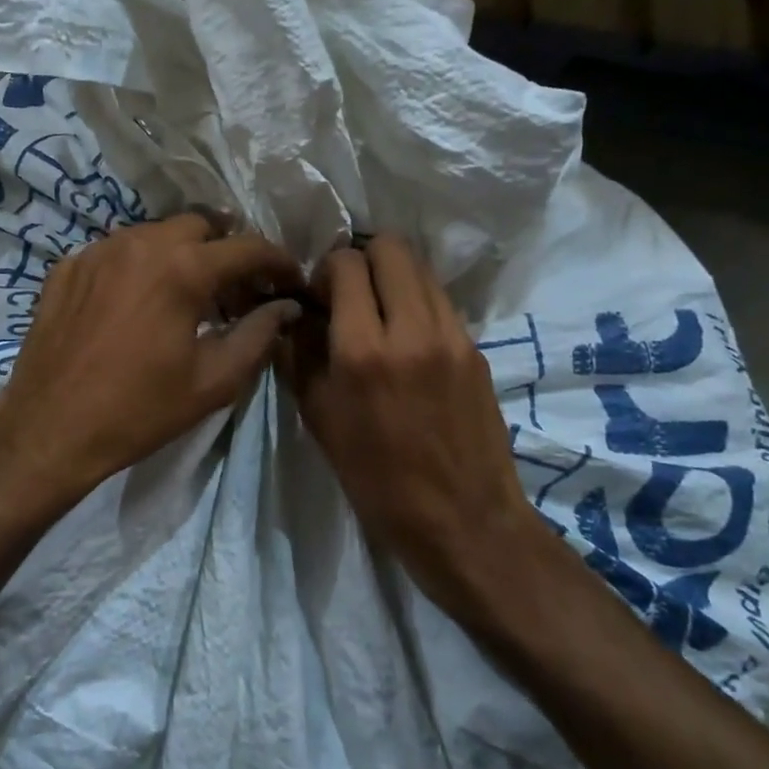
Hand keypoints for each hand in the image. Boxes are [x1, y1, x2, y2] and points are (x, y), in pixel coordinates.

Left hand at [0, 214, 303, 506]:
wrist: (49, 428)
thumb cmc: (139, 410)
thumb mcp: (213, 381)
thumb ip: (259, 336)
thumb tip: (285, 307)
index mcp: (182, 269)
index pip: (248, 247)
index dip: (278, 261)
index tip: (290, 281)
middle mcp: (141, 243)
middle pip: (202, 224)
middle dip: (228, 248)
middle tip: (238, 288)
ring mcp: (98, 250)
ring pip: (157, 233)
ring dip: (184, 253)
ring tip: (189, 293)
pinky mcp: (68, 266)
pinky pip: (118, 250)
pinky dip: (141, 266)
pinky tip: (139, 302)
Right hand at [281, 235, 547, 619]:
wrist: (464, 521)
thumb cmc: (377, 481)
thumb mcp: (320, 421)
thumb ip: (299, 356)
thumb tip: (293, 314)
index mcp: (363, 351)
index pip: (346, 264)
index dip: (324, 270)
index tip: (317, 298)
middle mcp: (412, 330)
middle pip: (390, 248)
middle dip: (361, 258)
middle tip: (348, 293)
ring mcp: (452, 336)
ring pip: (420, 267)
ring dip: (392, 276)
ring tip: (378, 312)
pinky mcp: (475, 349)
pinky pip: (440, 300)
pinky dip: (417, 301)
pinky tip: (406, 337)